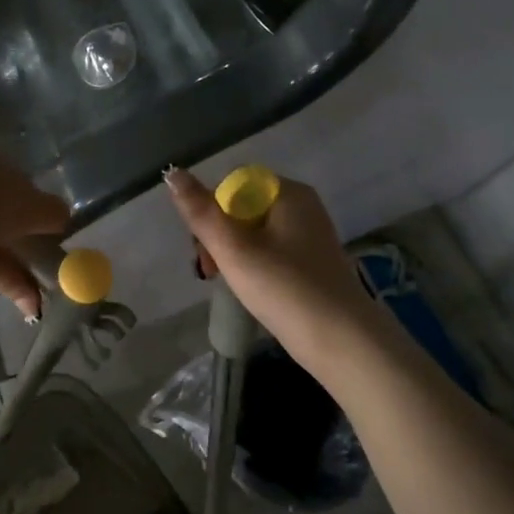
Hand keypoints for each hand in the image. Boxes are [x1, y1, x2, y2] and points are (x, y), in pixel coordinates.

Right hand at [163, 166, 373, 364]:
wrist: (341, 341)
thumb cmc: (284, 289)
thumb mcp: (234, 249)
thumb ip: (200, 212)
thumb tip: (172, 173)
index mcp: (288, 193)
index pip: (232, 184)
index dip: (210, 211)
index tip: (203, 248)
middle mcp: (302, 206)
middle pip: (242, 207)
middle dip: (218, 236)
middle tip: (211, 271)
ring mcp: (309, 234)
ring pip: (253, 232)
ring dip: (232, 254)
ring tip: (228, 283)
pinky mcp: (311, 261)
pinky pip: (270, 250)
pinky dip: (253, 265)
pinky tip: (251, 290)